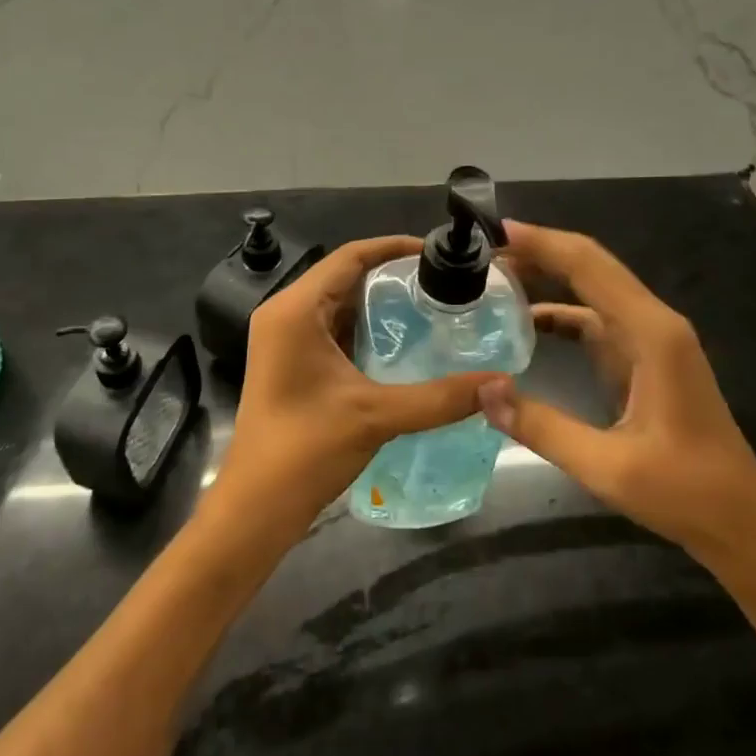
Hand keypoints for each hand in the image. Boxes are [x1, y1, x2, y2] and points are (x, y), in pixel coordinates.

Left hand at [207, 236, 497, 535]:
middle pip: (344, 276)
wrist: (255, 508)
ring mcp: (284, 338)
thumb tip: (500, 383)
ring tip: (431, 306)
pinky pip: (332, 328)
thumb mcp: (376, 416)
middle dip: (391, 276)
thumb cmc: (305, 450)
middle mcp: (285, 313)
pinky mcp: (290, 361)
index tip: (437, 252)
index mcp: (295, 309)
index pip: (349, 257)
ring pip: (339, 303)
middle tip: (443, 282)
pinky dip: (365, 328)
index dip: (393, 247)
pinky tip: (402, 342)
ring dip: (379, 303)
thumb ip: (440, 397)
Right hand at [476, 220, 755, 573]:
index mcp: (651, 333)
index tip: (491, 229)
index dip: (540, 241)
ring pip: (592, 289)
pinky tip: (526, 322)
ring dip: (547, 277)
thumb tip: (483, 392)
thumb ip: (542, 427)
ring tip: (494, 276)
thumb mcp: (608, 467)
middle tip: (481, 250)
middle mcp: (653, 323)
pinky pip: (596, 320)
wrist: (743, 525)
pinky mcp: (645, 358)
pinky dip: (560, 312)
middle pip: (589, 267)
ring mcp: (651, 339)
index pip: (588, 265)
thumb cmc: (686, 493)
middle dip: (537, 251)